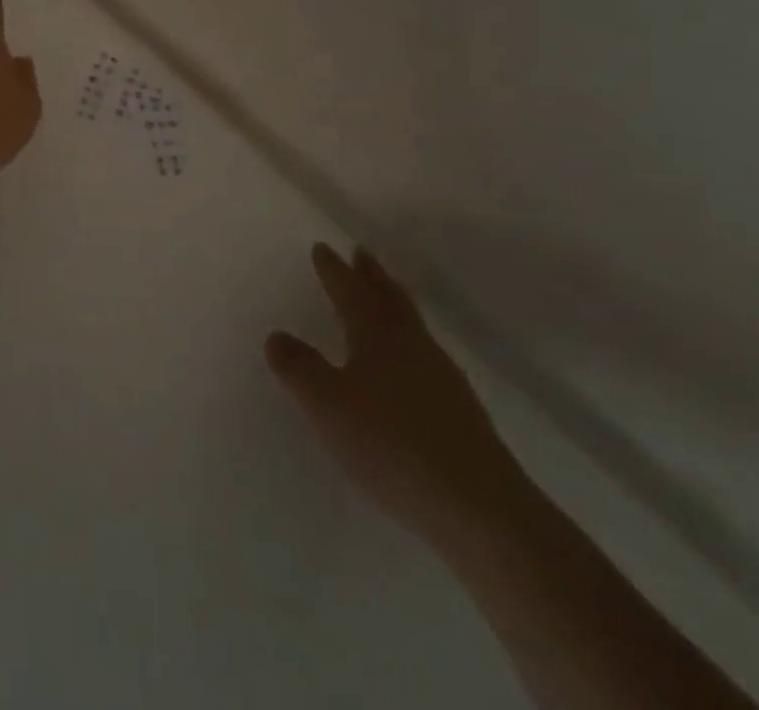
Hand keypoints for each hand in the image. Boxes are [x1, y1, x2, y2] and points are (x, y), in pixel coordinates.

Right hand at [266, 245, 525, 550]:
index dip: (334, 270)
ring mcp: (443, 379)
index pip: (350, 291)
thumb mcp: (326, 404)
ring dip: (393, 305)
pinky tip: (407, 365)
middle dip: (372, 275)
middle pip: (390, 299)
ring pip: (412, 326)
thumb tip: (278, 336)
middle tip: (361, 253)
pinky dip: (409, 344)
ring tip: (383, 299)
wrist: (480, 510)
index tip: (323, 248)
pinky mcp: (461, 413)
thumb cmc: (391, 444)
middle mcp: (412, 346)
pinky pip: (425, 358)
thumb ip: (298, 368)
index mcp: (377, 335)